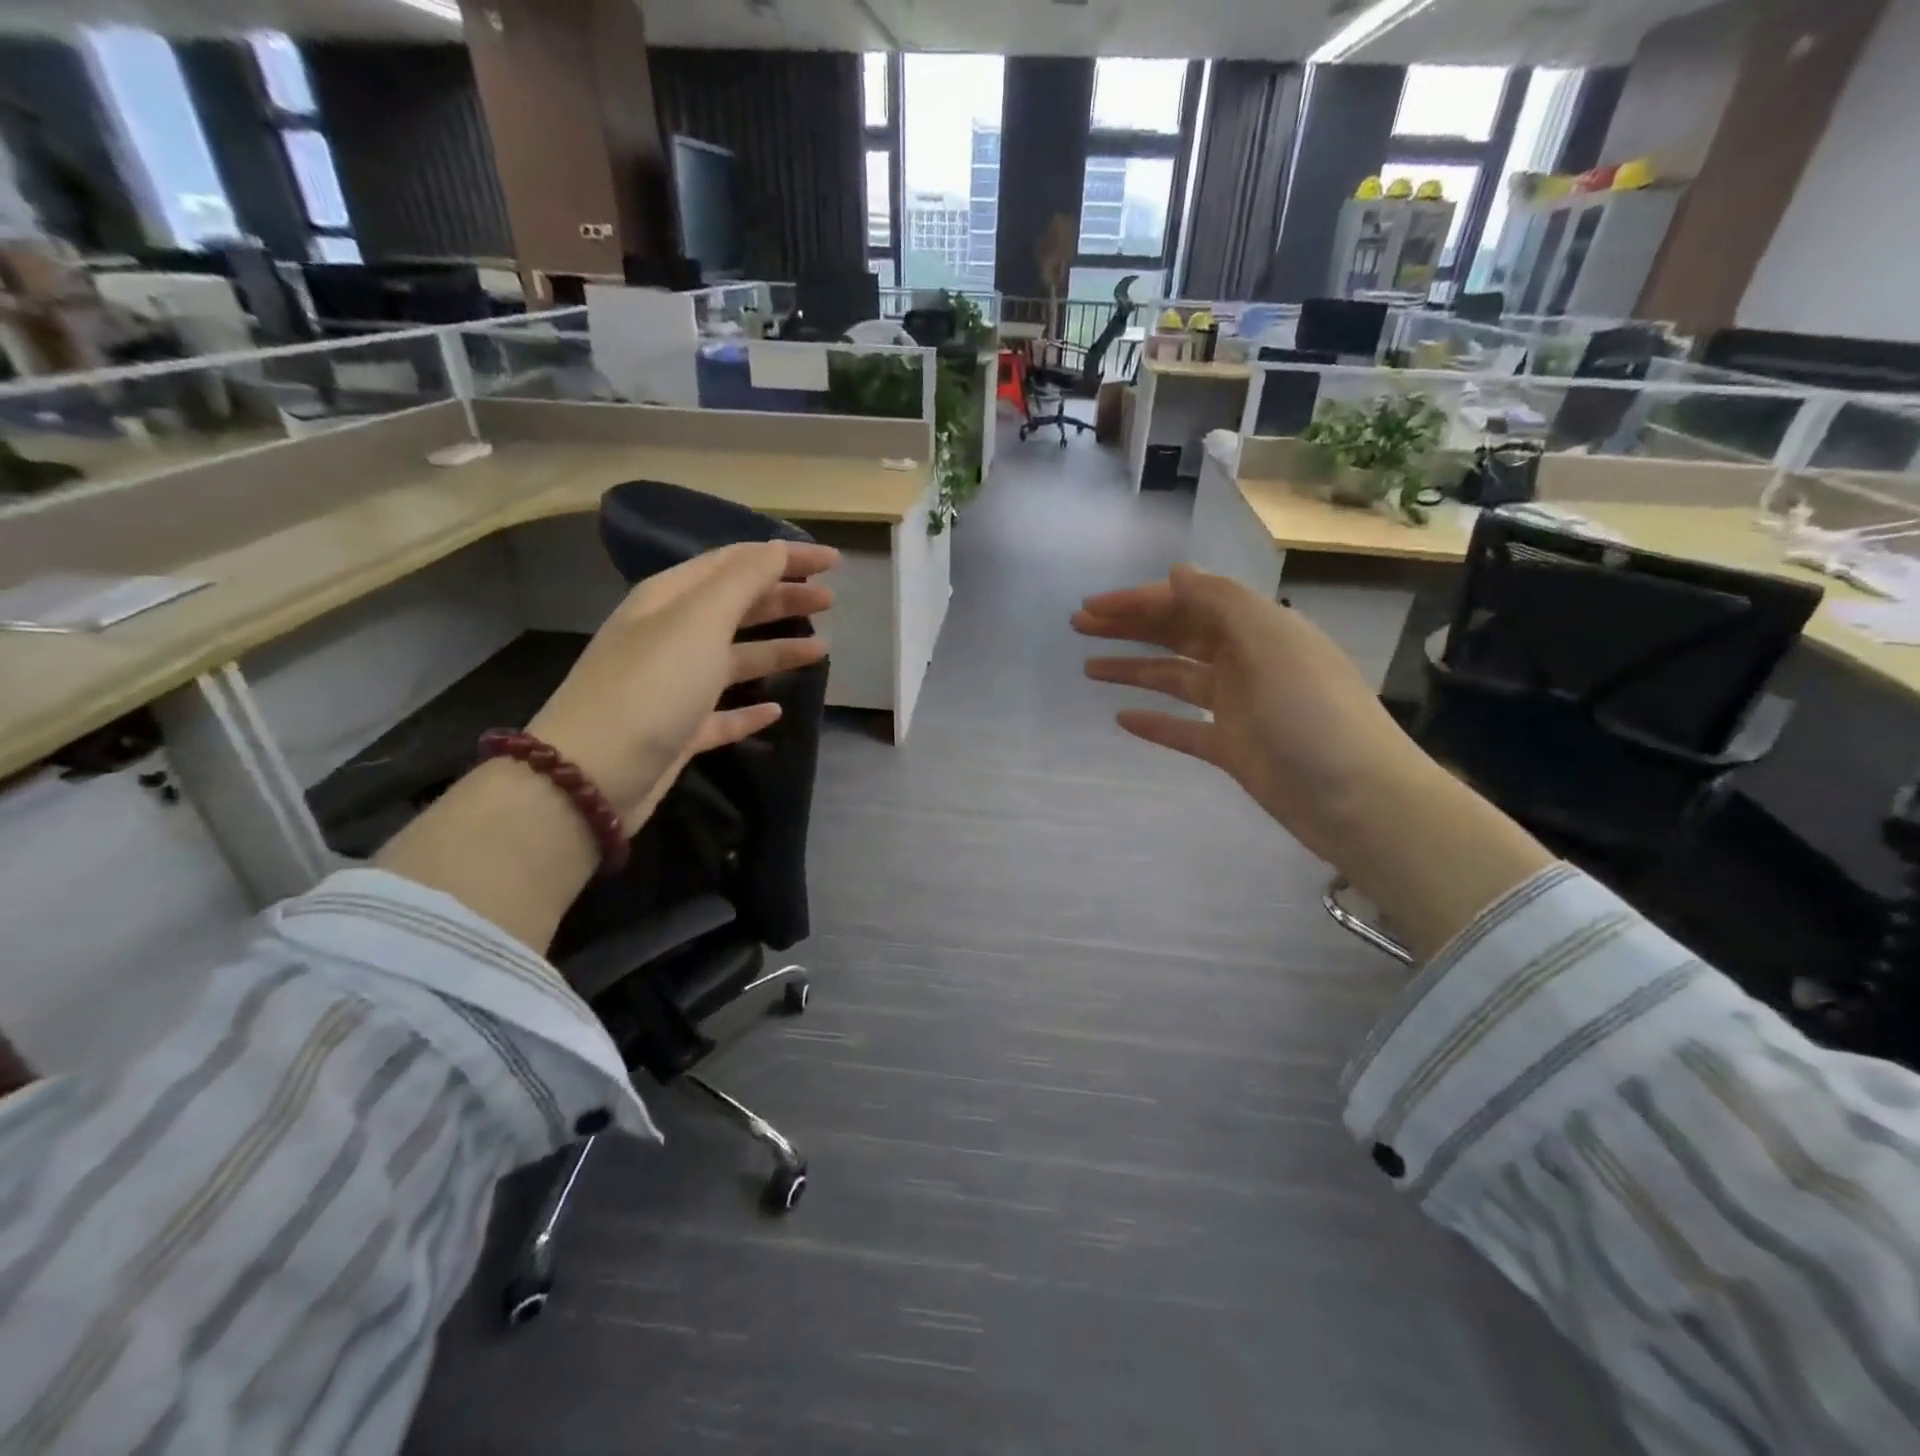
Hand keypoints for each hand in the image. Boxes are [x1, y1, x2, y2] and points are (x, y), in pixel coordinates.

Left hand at [528, 539, 837, 829]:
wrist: (593, 774)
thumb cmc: (652, 685)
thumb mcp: (699, 621)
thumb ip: (743, 582)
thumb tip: (776, 549)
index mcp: (669, 599)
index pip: (736, 563)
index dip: (784, 557)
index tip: (833, 562)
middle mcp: (670, 636)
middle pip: (736, 607)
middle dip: (783, 599)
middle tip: (830, 601)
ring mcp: (673, 686)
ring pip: (734, 658)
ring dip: (776, 650)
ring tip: (821, 650)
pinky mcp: (678, 731)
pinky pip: (722, 713)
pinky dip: (750, 709)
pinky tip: (776, 709)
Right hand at [1074, 564, 1551, 960]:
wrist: (1358, 800)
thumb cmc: (1313, 713)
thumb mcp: (1271, 643)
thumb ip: (1222, 603)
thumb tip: (1177, 572)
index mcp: (1259, 628)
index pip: (1189, 602)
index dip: (1139, 601)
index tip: (1093, 607)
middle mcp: (1247, 660)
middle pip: (1178, 635)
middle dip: (1130, 628)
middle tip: (1078, 627)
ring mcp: (1239, 707)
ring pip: (1175, 679)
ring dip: (1134, 670)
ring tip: (1088, 668)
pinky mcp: (1233, 749)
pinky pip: (1184, 729)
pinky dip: (1155, 722)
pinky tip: (1123, 718)